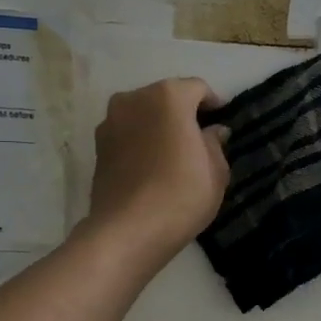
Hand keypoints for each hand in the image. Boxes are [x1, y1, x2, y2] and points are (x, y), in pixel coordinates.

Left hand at [81, 78, 229, 270]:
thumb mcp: (216, 171)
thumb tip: (213, 131)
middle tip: (200, 138)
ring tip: (174, 153)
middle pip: (167, 97)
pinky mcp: (98, 146)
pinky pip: (128, 134)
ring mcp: (111, 121)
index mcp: (169, 96)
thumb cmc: (182, 195)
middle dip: (184, 113)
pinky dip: (142, 141)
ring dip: (159, 126)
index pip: (198, 89)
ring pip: (144, 115)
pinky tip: (153, 166)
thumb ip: (215, 144)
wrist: (128, 231)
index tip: (223, 122)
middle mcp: (134, 99)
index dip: (214, 104)